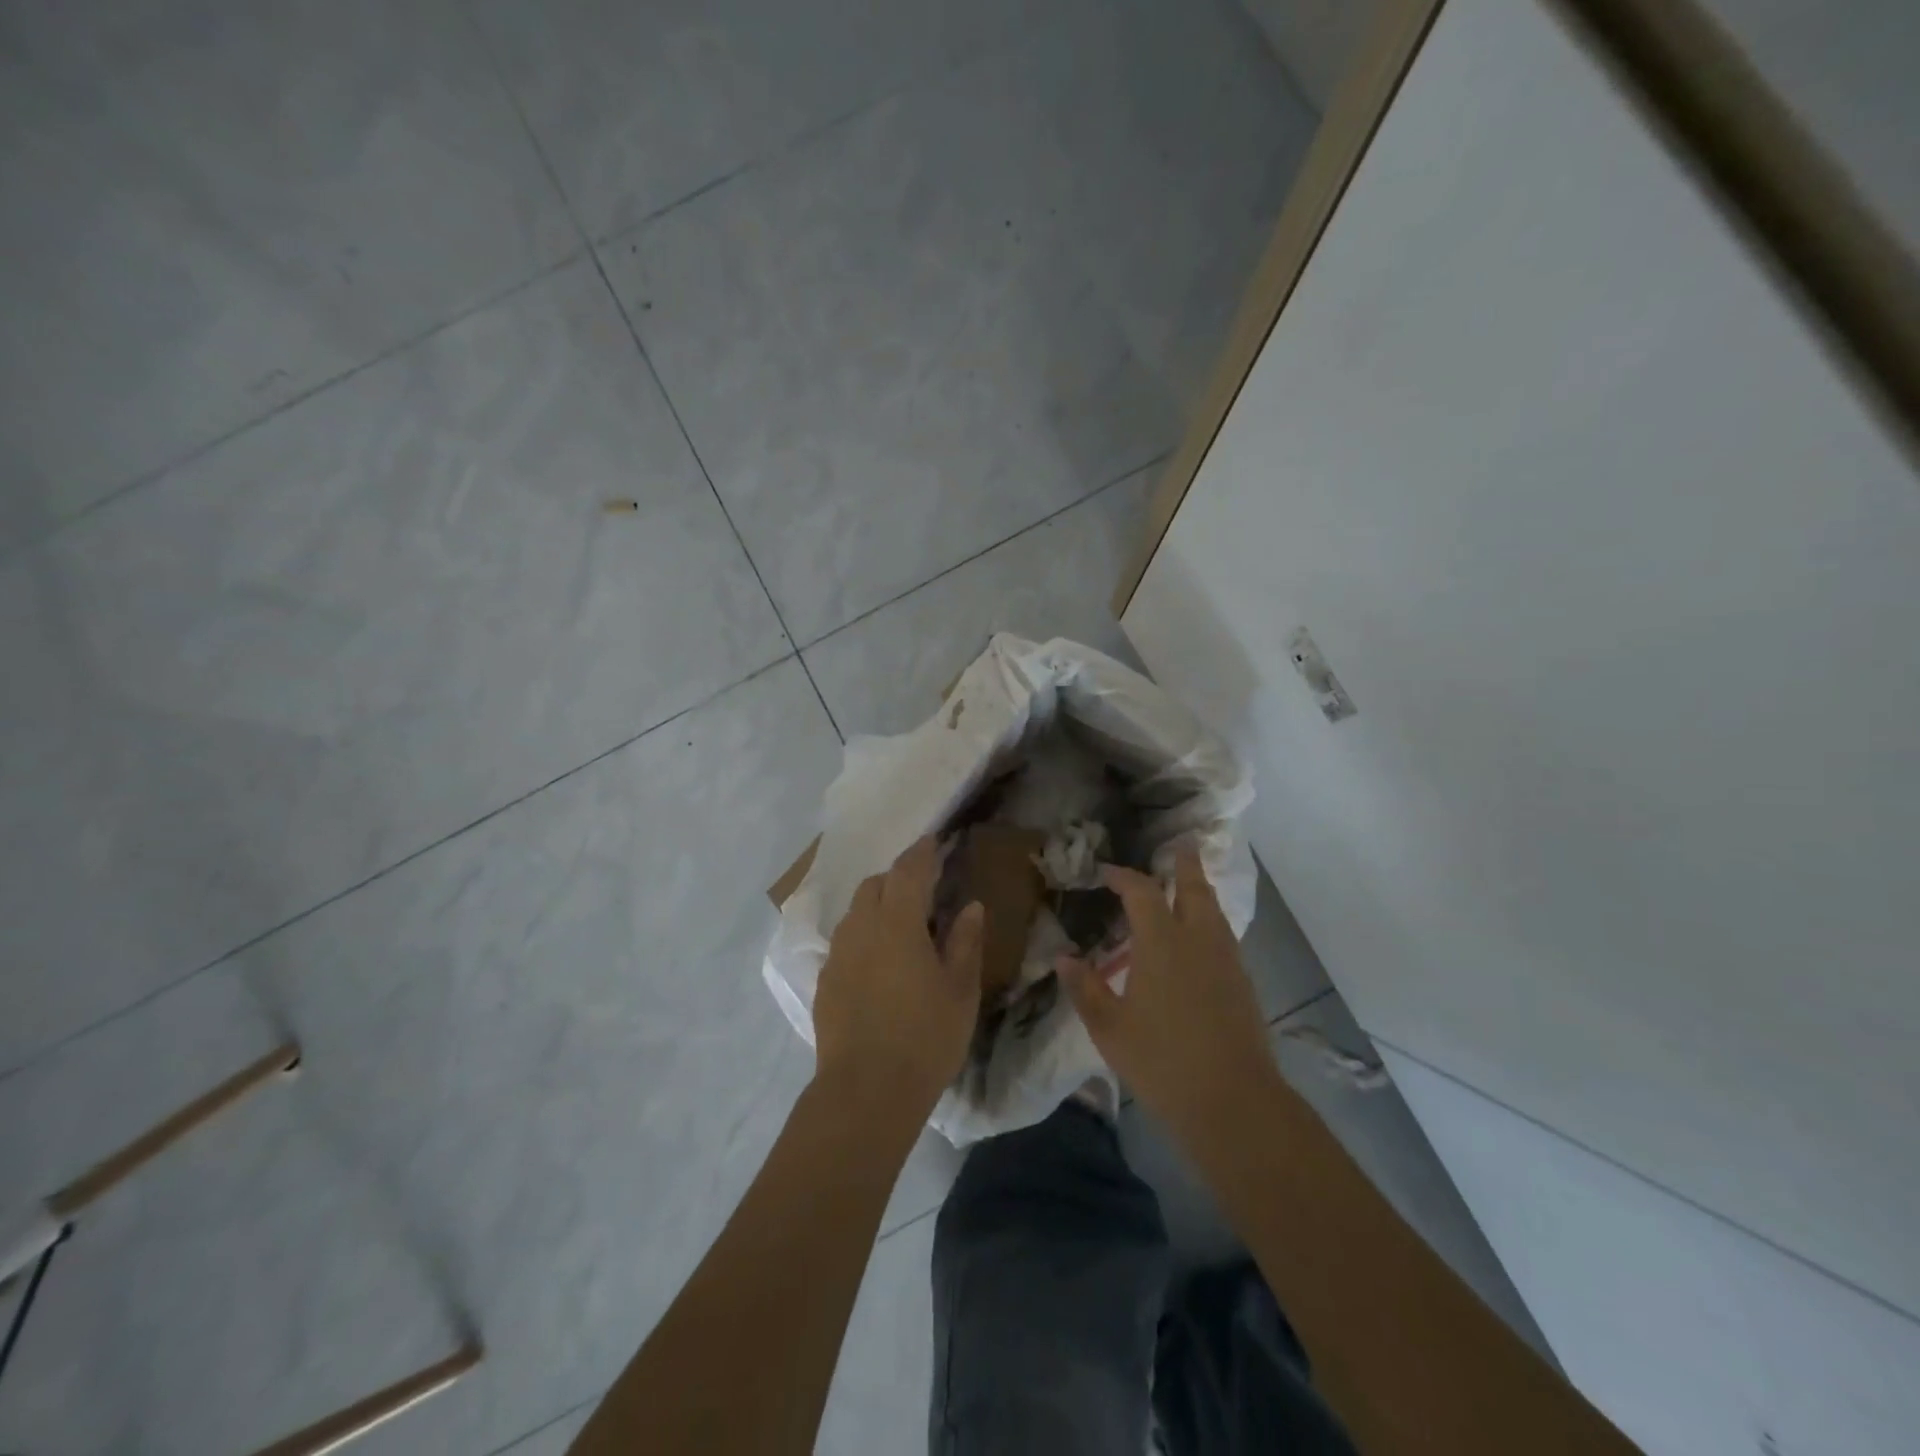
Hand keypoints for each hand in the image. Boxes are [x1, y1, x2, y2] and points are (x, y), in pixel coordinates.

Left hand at [812, 836, 983, 1118]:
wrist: (865, 1091)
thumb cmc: (925, 1037)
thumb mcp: (960, 990)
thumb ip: (965, 941)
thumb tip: (970, 906)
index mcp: (897, 922)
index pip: (908, 870)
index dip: (922, 852)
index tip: (934, 840)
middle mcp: (861, 928)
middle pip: (875, 885)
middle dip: (897, 878)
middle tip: (923, 891)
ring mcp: (838, 954)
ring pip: (855, 912)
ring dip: (877, 906)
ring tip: (901, 926)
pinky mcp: (825, 981)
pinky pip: (845, 942)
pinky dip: (863, 937)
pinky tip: (878, 963)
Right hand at [1060, 846, 1280, 1151]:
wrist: (1233, 1100)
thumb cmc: (1162, 1061)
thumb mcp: (1109, 1028)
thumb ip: (1085, 989)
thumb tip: (1064, 959)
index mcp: (1161, 942)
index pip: (1141, 891)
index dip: (1123, 876)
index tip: (1107, 873)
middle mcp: (1198, 939)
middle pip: (1194, 888)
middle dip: (1185, 864)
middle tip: (1180, 845)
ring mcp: (1226, 960)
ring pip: (1214, 911)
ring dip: (1200, 891)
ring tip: (1189, 884)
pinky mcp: (1242, 982)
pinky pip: (1223, 935)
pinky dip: (1210, 921)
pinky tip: (1199, 939)